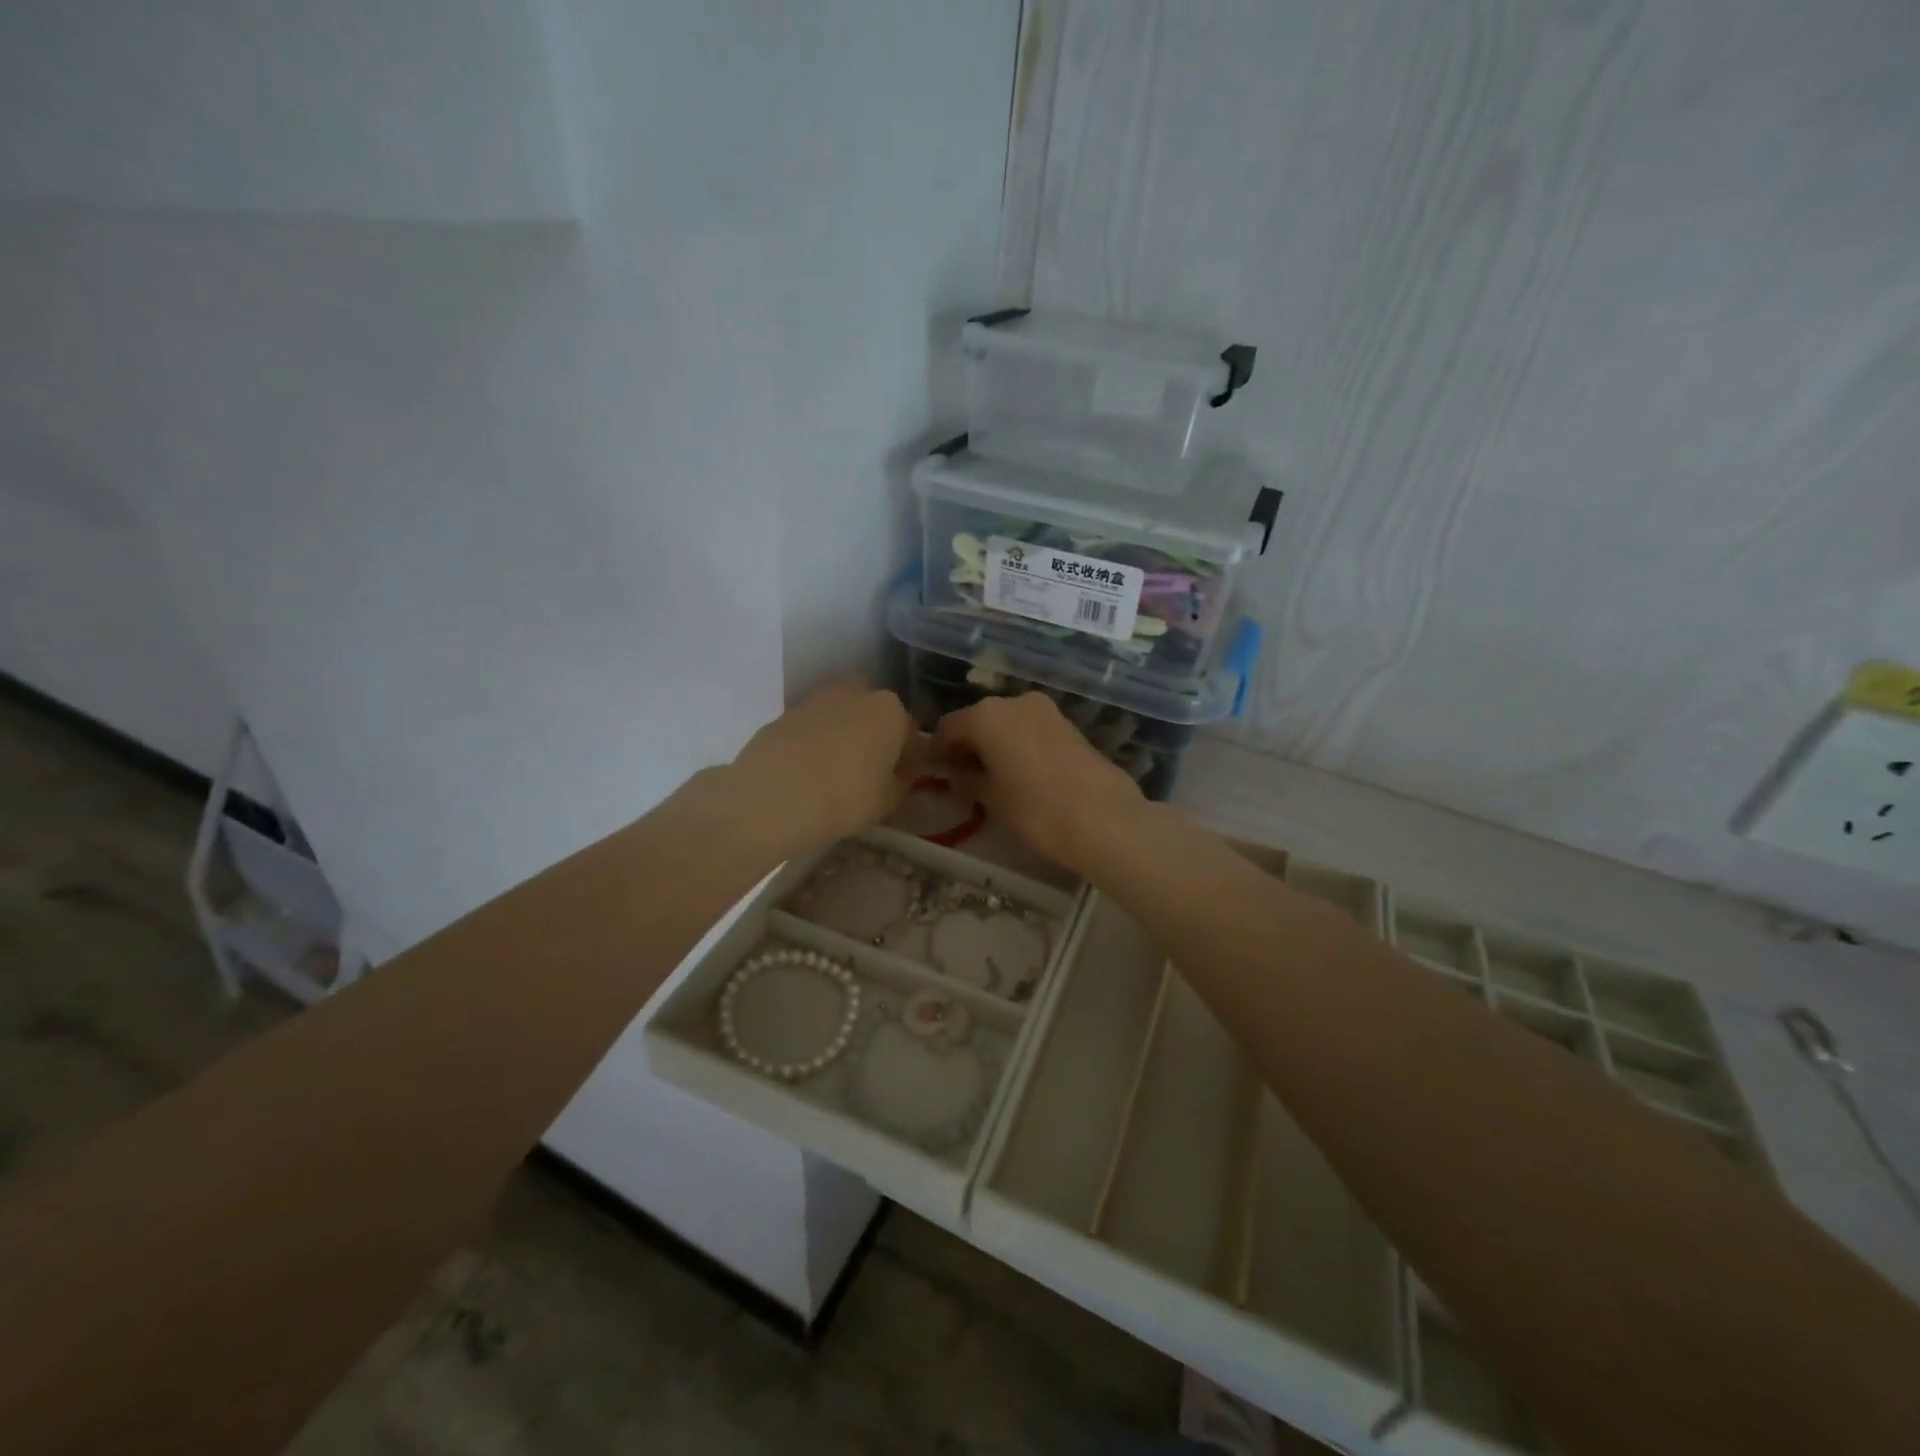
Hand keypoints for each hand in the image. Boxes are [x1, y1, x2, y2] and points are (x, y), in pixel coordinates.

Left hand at [730, 681, 921, 848]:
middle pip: (873, 716)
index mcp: (890, 711)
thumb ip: (901, 783)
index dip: (907, 762)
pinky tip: (808, 772)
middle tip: (867, 773)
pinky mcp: (784, 713)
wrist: (773, 795)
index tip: (899, 783)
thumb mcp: (887, 801)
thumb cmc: (845, 798)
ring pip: (840, 718)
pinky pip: (811, 729)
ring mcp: (816, 699)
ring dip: (842, 737)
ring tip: (835, 773)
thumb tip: (899, 774)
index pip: (910, 736)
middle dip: (873, 738)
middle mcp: (856, 693)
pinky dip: (814, 744)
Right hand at [929, 693, 1148, 872]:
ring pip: (1005, 723)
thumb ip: (968, 779)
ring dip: (992, 744)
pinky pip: (1028, 729)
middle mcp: (1015, 702)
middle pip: (978, 720)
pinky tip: (1017, 772)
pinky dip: (1016, 744)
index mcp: (987, 715)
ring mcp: (1045, 710)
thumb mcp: (992, 799)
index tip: (932, 772)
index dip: (937, 751)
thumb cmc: (1037, 810)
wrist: (1105, 819)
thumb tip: (958, 773)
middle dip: (966, 745)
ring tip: (988, 777)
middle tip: (959, 776)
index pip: (949, 727)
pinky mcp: (1067, 724)